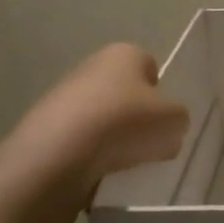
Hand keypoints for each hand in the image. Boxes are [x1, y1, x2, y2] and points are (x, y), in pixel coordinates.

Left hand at [12, 43, 189, 195]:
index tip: (163, 118)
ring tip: (122, 161)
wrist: (59, 153)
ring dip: (113, 136)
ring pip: (102, 116)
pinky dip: (90, 153)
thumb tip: (167, 127)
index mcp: (125, 53)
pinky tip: (97, 169)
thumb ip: (178, 119)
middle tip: (148, 142)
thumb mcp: (175, 120)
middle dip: (137, 116)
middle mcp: (92, 65)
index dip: (161, 93)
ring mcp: (63, 94)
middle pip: (125, 92)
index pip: (150, 66)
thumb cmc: (126, 123)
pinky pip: (80, 138)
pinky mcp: (45, 125)